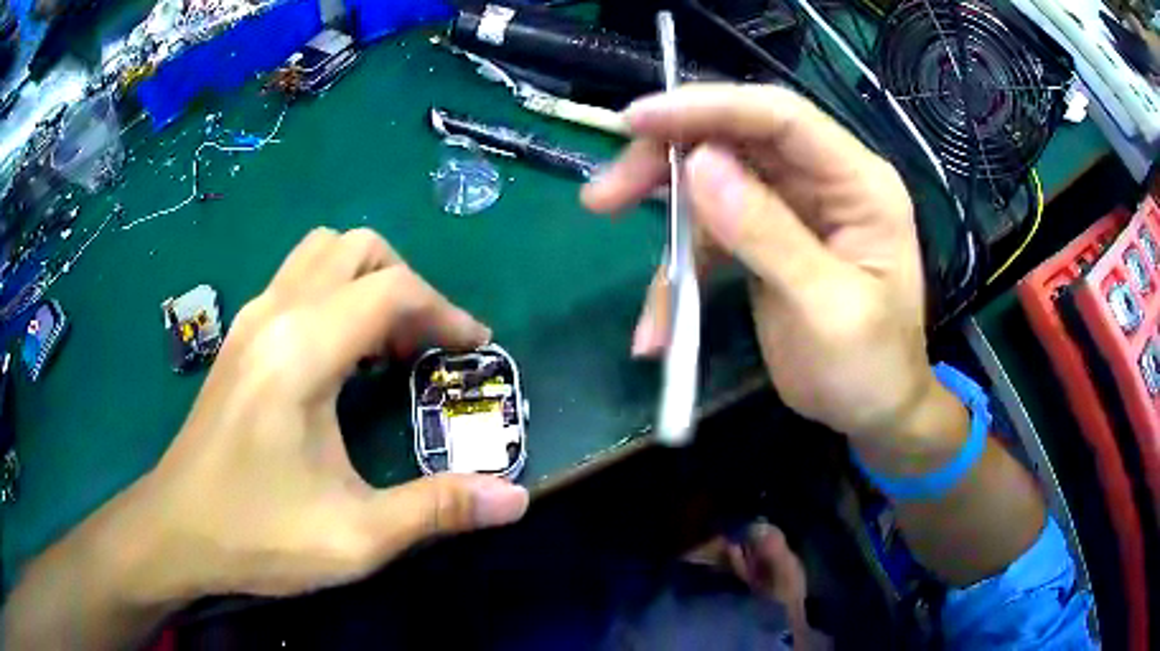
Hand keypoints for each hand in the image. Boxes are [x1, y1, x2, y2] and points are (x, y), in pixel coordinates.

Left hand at [128, 228, 528, 600]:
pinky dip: (335, 294)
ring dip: (367, 281)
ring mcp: (250, 319)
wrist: (177, 530)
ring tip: (386, 344)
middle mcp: (275, 314)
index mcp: (302, 352)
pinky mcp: (239, 336)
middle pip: (357, 247)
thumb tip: (516, 499)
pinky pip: (297, 278)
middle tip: (424, 345)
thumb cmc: (258, 534)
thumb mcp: (356, 536)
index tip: (474, 348)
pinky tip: (341, 356)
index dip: (446, 311)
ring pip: (322, 252)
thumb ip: (437, 510)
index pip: (392, 290)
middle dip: (406, 284)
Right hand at [583, 84, 936, 439]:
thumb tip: (700, 166)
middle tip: (606, 193)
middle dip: (667, 157)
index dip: (708, 108)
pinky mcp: (765, 239)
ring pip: (713, 181)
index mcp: (858, 184)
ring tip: (606, 222)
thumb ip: (769, 235)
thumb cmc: (871, 369)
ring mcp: (792, 208)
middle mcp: (823, 181)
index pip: (780, 118)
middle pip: (736, 140)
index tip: (636, 122)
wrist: (874, 412)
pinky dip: (677, 270)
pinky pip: (710, 235)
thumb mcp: (827, 310)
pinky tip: (658, 326)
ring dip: (661, 209)